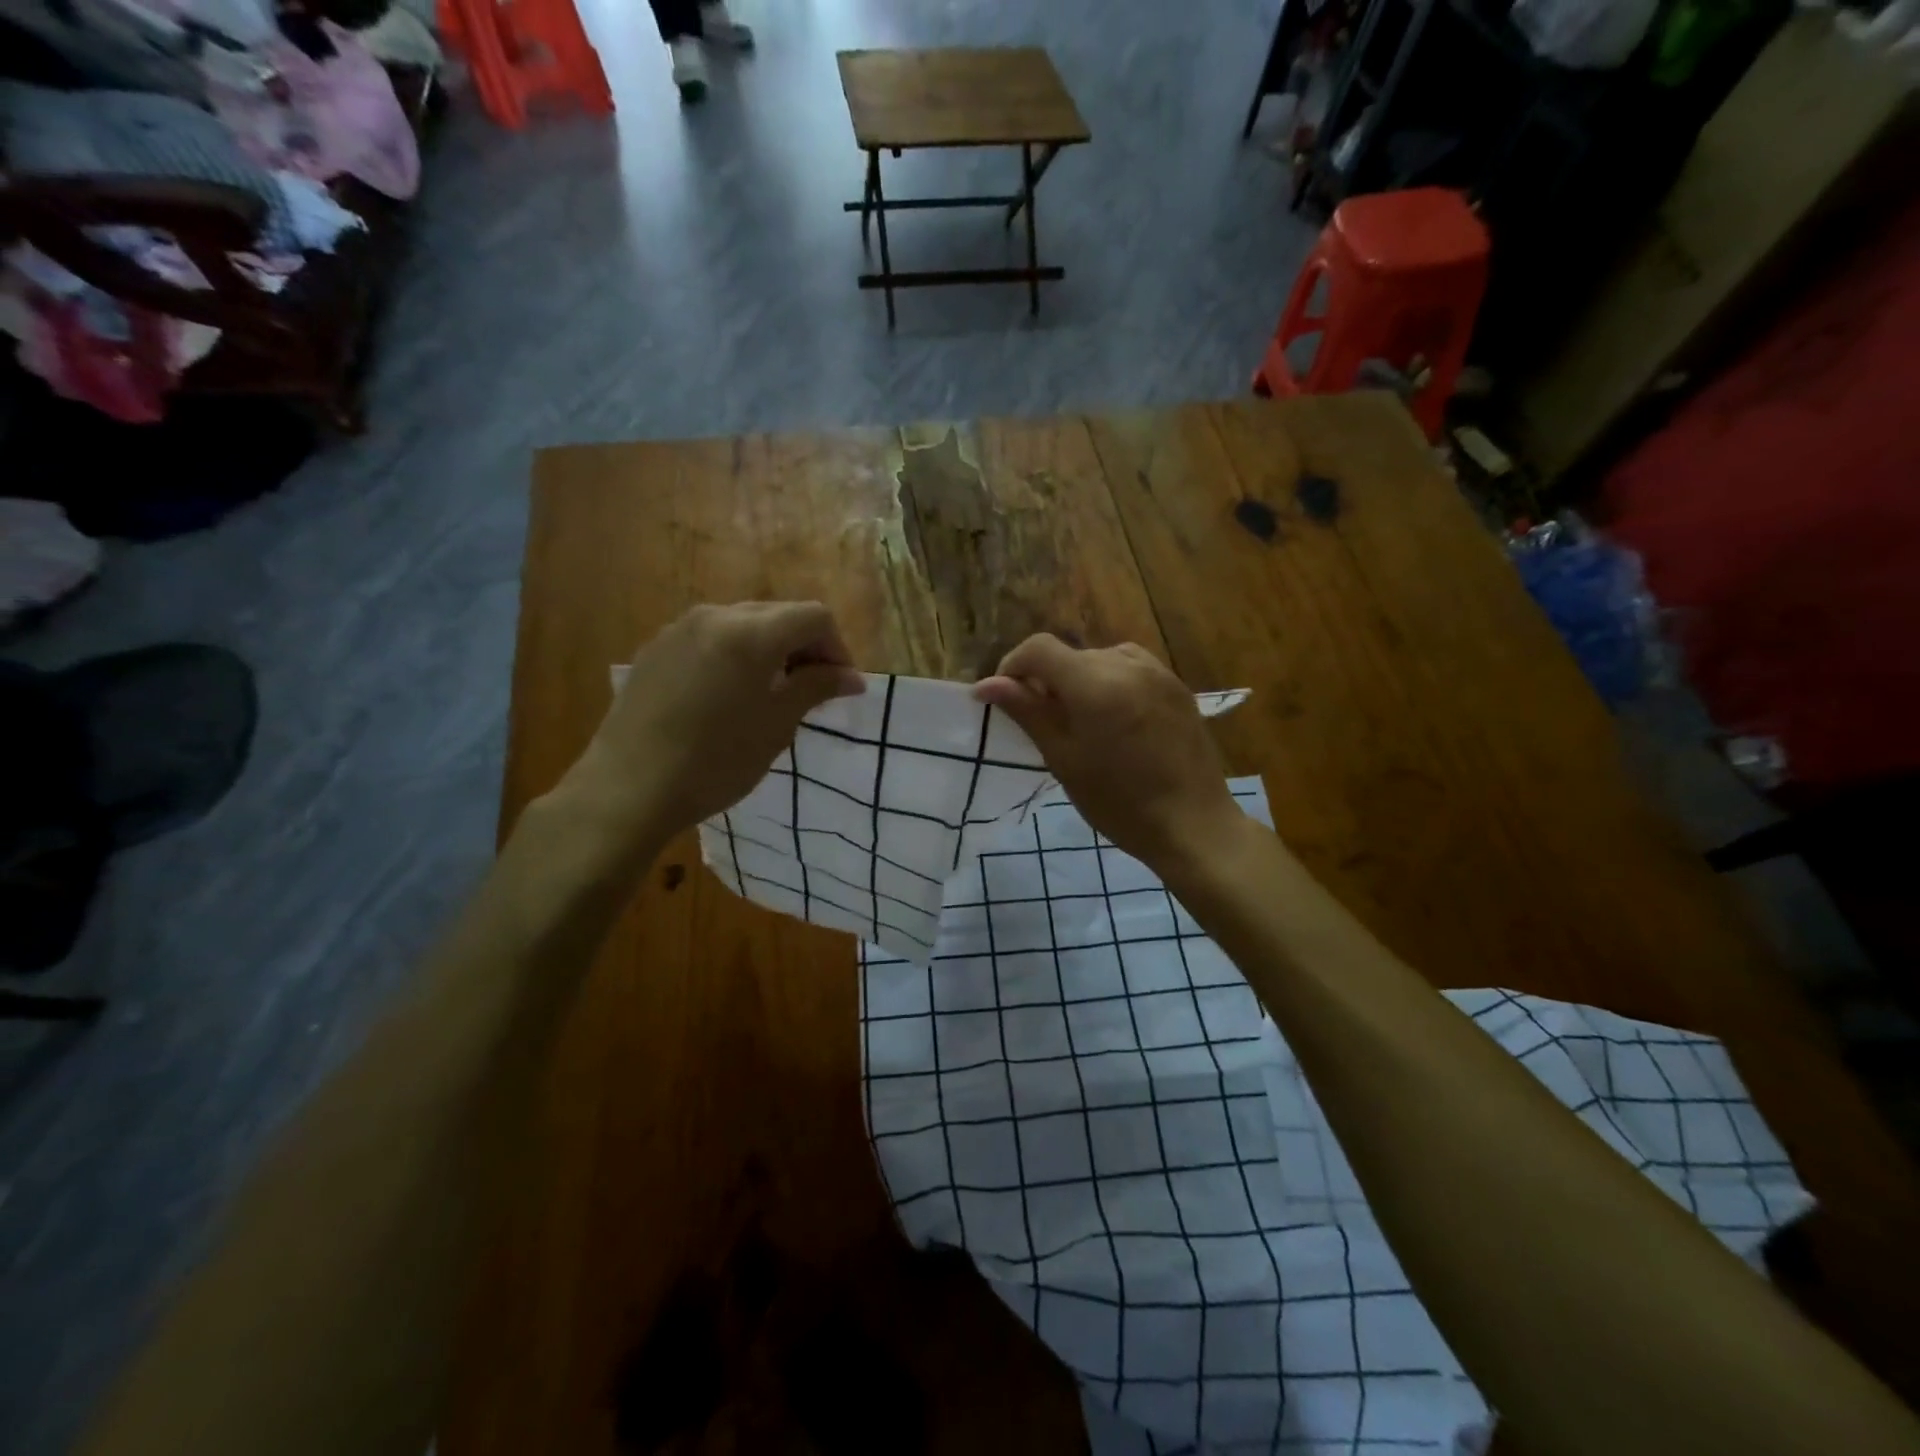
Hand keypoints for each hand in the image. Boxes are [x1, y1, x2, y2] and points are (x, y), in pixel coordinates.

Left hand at [572, 602, 865, 843]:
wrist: (628, 789)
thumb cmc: (715, 761)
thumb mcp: (777, 726)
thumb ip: (816, 688)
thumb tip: (851, 677)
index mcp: (751, 632)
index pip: (814, 617)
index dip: (838, 649)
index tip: (840, 688)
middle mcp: (715, 616)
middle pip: (778, 615)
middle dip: (804, 647)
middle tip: (812, 691)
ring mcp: (679, 629)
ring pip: (743, 624)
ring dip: (770, 650)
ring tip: (771, 694)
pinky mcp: (655, 649)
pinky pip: (710, 639)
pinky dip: (734, 656)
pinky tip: (728, 696)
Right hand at [974, 634, 1243, 872]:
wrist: (1193, 824)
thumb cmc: (1119, 801)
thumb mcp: (1064, 758)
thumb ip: (1027, 712)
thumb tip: (986, 684)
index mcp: (1094, 681)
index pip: (1039, 648)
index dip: (1014, 666)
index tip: (1007, 699)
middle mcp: (1126, 664)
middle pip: (1071, 655)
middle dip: (1048, 680)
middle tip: (1044, 723)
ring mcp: (1157, 672)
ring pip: (1101, 660)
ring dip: (1081, 681)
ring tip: (1083, 723)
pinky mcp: (1177, 686)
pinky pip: (1131, 670)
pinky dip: (1111, 684)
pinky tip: (1116, 722)